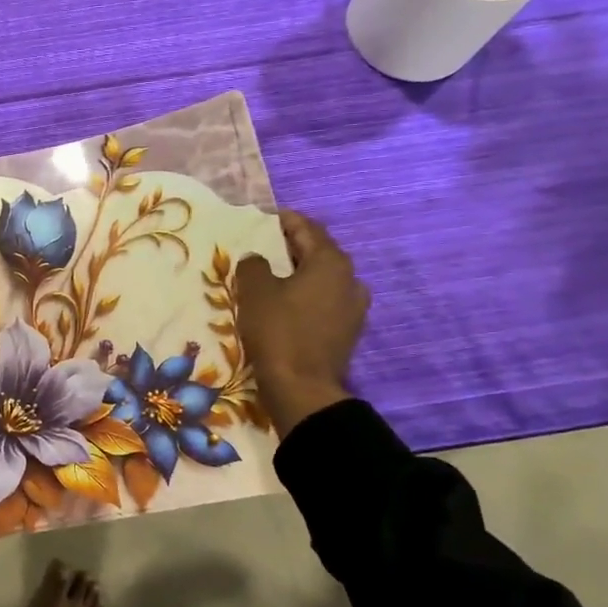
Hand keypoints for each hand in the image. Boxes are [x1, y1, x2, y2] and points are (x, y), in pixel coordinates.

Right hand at [234, 211, 369, 435]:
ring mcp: (353, 307)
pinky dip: (306, 296)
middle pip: (317, 253)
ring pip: (322, 279)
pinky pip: (324, 301)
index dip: (284, 221)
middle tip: (263, 247)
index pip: (307, 228)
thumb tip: (257, 259)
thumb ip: (254, 266)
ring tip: (272, 277)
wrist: (301, 388)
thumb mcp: (255, 291)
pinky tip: (286, 304)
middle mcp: (350, 279)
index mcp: (331, 262)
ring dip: (299, 273)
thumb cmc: (278, 332)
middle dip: (291, 248)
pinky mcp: (347, 331)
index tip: (264, 218)